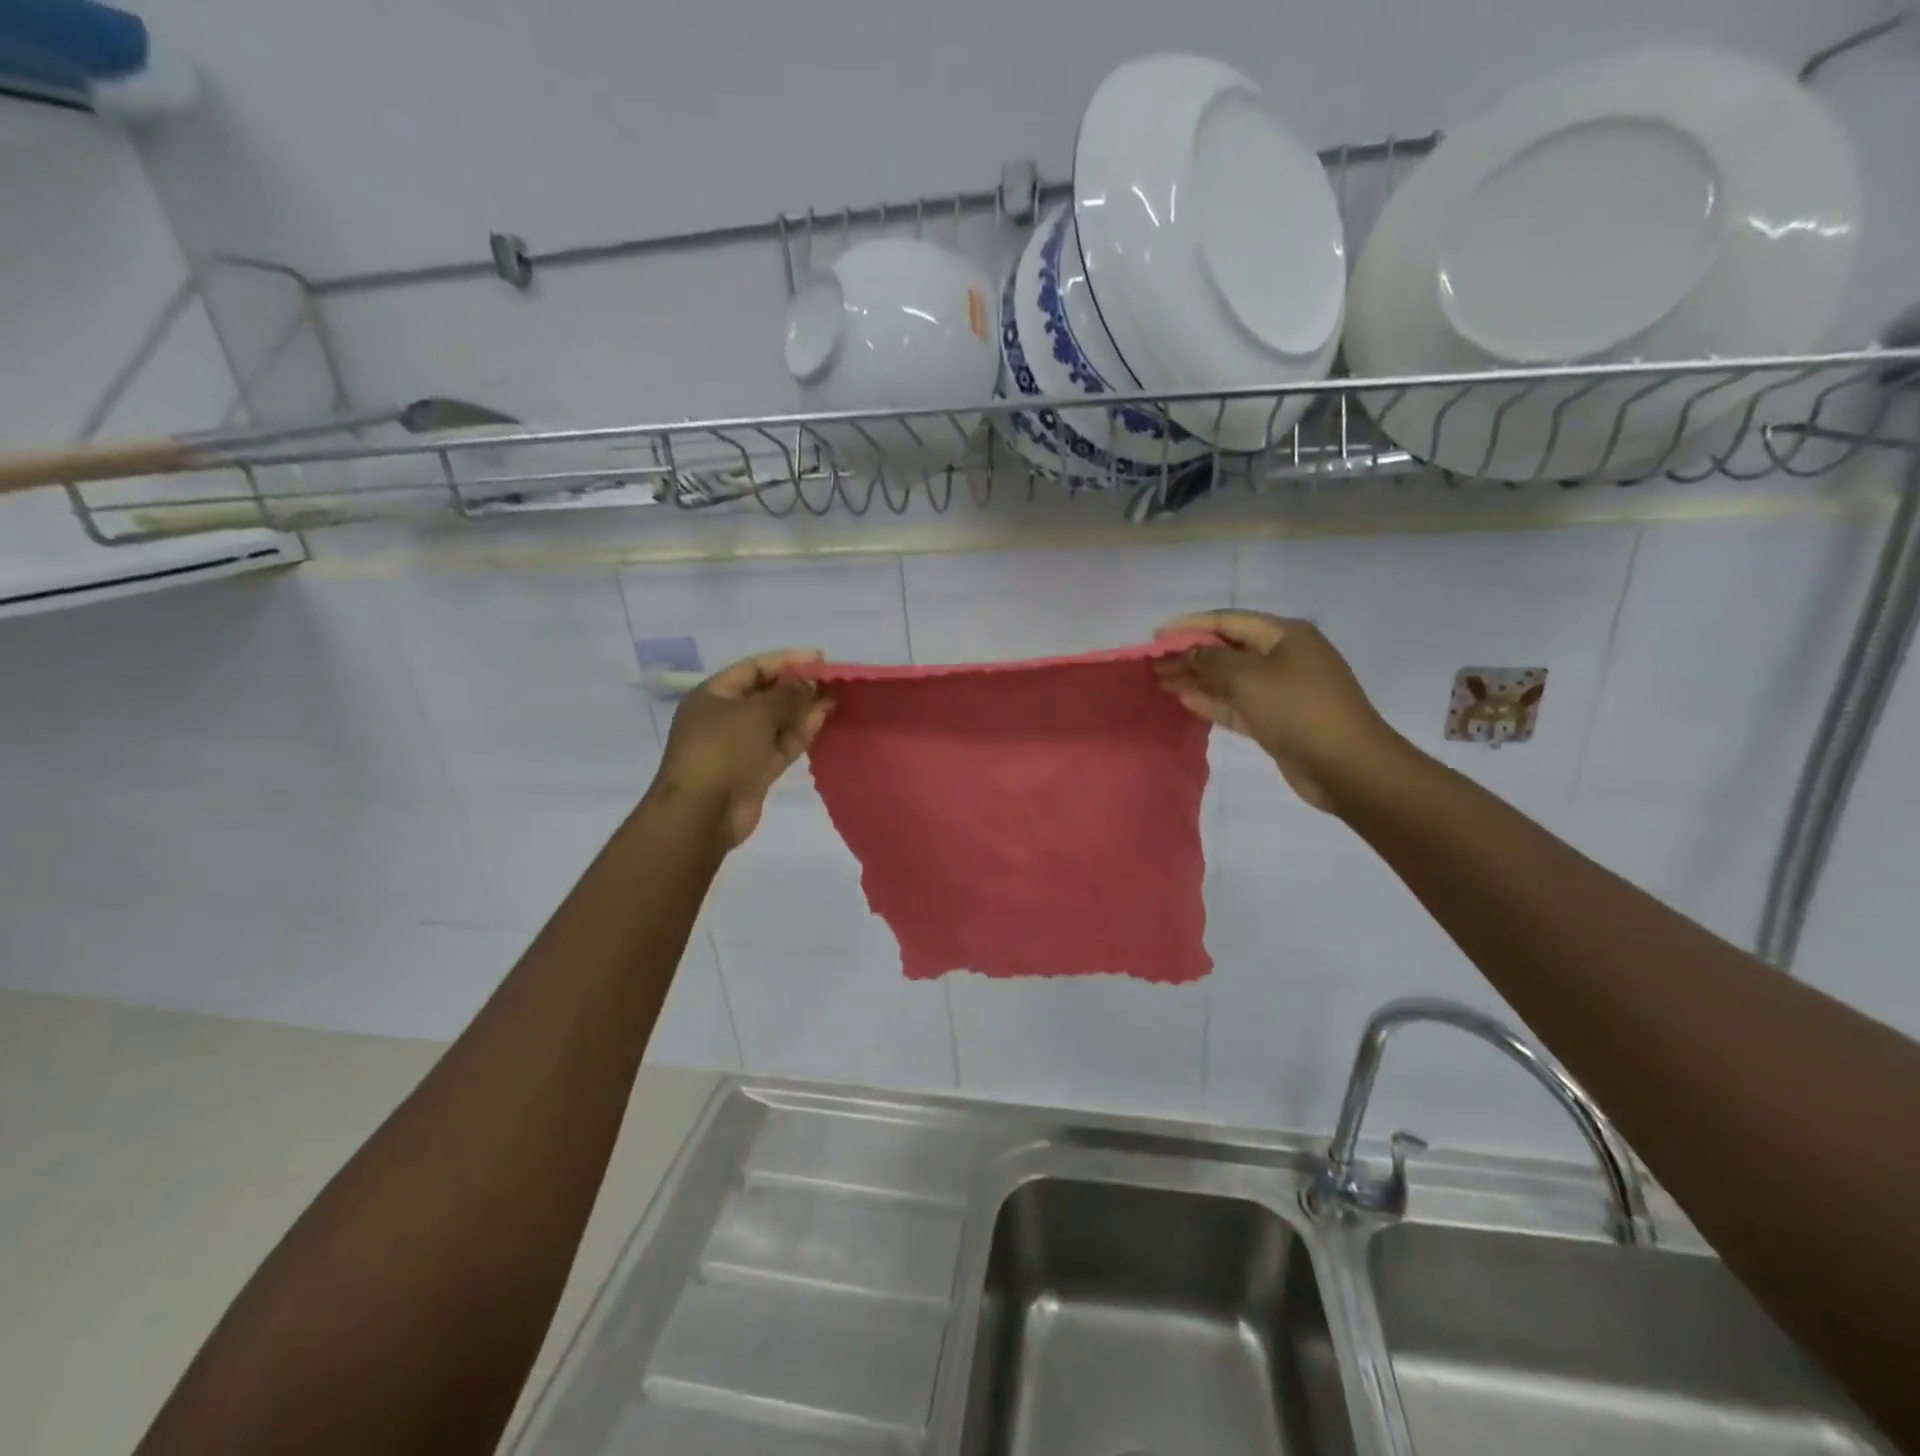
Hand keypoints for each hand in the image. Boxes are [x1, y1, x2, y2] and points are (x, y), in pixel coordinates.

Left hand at [651, 650, 832, 846]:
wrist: (702, 813)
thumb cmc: (722, 751)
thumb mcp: (755, 713)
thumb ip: (786, 695)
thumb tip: (807, 683)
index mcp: (713, 695)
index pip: (753, 668)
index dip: (786, 661)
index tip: (819, 659)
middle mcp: (724, 717)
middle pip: (765, 694)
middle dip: (797, 686)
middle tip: (830, 680)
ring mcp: (740, 746)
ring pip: (776, 721)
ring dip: (803, 709)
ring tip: (833, 698)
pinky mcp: (755, 771)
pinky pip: (781, 744)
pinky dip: (800, 732)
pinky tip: (822, 718)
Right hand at [1154, 611, 1397, 812]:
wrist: (1346, 765)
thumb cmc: (1297, 709)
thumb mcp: (1249, 678)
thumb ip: (1211, 661)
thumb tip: (1188, 652)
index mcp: (1285, 635)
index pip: (1228, 621)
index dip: (1190, 625)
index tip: (1156, 635)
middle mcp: (1285, 656)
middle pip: (1228, 650)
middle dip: (1190, 654)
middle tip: (1153, 663)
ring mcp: (1283, 690)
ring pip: (1230, 679)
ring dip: (1197, 679)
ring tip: (1161, 680)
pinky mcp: (1278, 719)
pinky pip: (1238, 704)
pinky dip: (1213, 701)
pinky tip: (1185, 700)